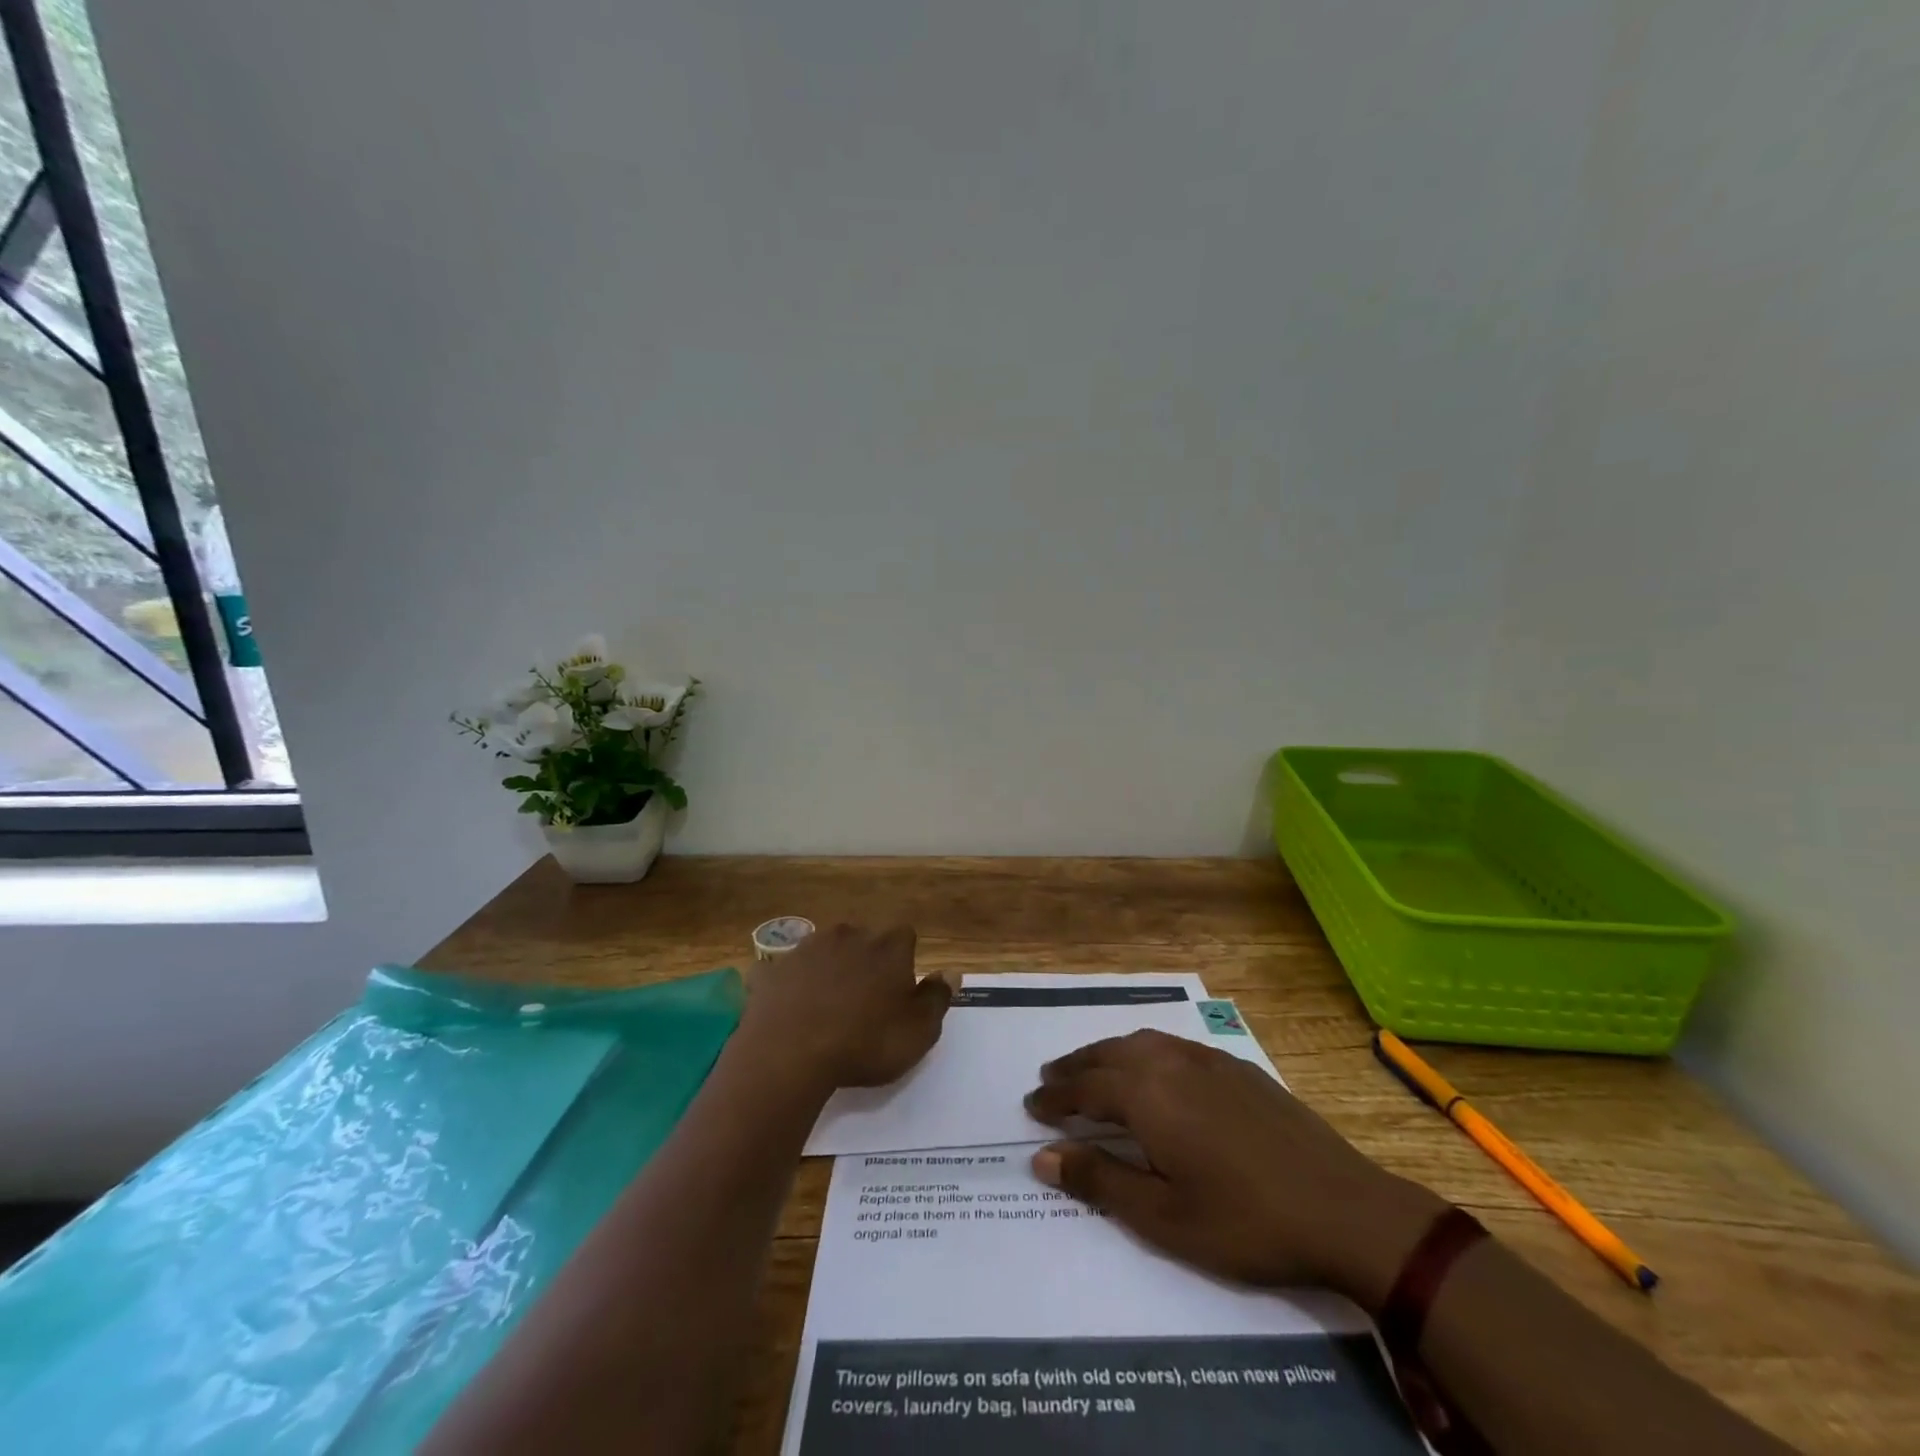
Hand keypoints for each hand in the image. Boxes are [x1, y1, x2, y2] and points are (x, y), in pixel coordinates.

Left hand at [737, 923, 951, 1094]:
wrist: (789, 1053)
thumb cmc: (864, 1043)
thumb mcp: (918, 1031)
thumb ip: (937, 998)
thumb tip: (951, 972)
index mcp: (888, 946)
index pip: (904, 936)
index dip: (903, 962)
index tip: (898, 992)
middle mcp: (848, 935)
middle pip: (863, 939)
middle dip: (865, 962)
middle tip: (863, 1003)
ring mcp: (805, 948)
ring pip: (824, 951)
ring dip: (827, 970)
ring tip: (825, 1008)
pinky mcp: (771, 969)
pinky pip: (784, 972)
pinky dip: (787, 985)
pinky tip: (786, 1010)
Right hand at [1025, 1030, 1446, 1309]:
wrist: (1344, 1209)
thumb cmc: (1245, 1221)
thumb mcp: (1163, 1216)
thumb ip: (1100, 1180)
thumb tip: (1042, 1156)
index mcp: (1147, 1096)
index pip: (1085, 1088)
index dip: (1055, 1097)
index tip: (1031, 1105)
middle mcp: (1169, 1063)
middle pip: (1108, 1055)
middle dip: (1075, 1067)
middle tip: (1049, 1078)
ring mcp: (1206, 1059)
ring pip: (1140, 1042)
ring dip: (1107, 1053)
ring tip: (1091, 1069)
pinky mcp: (1236, 1066)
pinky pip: (1172, 1045)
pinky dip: (1144, 1051)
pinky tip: (1152, 1069)